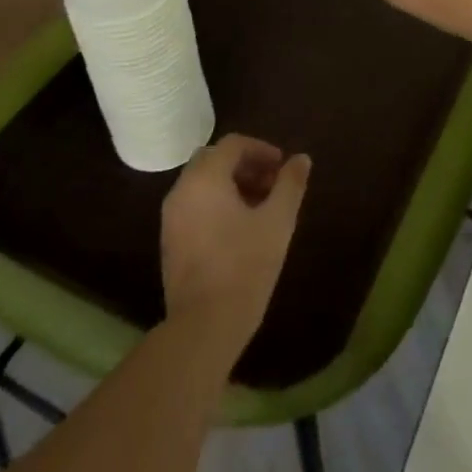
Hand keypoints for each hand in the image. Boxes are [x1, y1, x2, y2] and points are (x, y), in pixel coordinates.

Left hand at [161, 134, 310, 361]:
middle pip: (214, 160)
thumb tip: (301, 159)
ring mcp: (171, 217)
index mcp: (205, 178)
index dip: (261, 149)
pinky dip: (216, 203)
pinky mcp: (169, 241)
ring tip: (260, 207)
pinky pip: (194, 205)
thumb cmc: (245, 266)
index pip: (233, 144)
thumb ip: (290, 184)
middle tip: (272, 184)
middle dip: (245, 165)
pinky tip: (239, 229)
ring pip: (202, 183)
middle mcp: (182, 190)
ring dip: (231, 184)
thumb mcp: (278, 221)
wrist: (203, 327)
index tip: (283, 167)